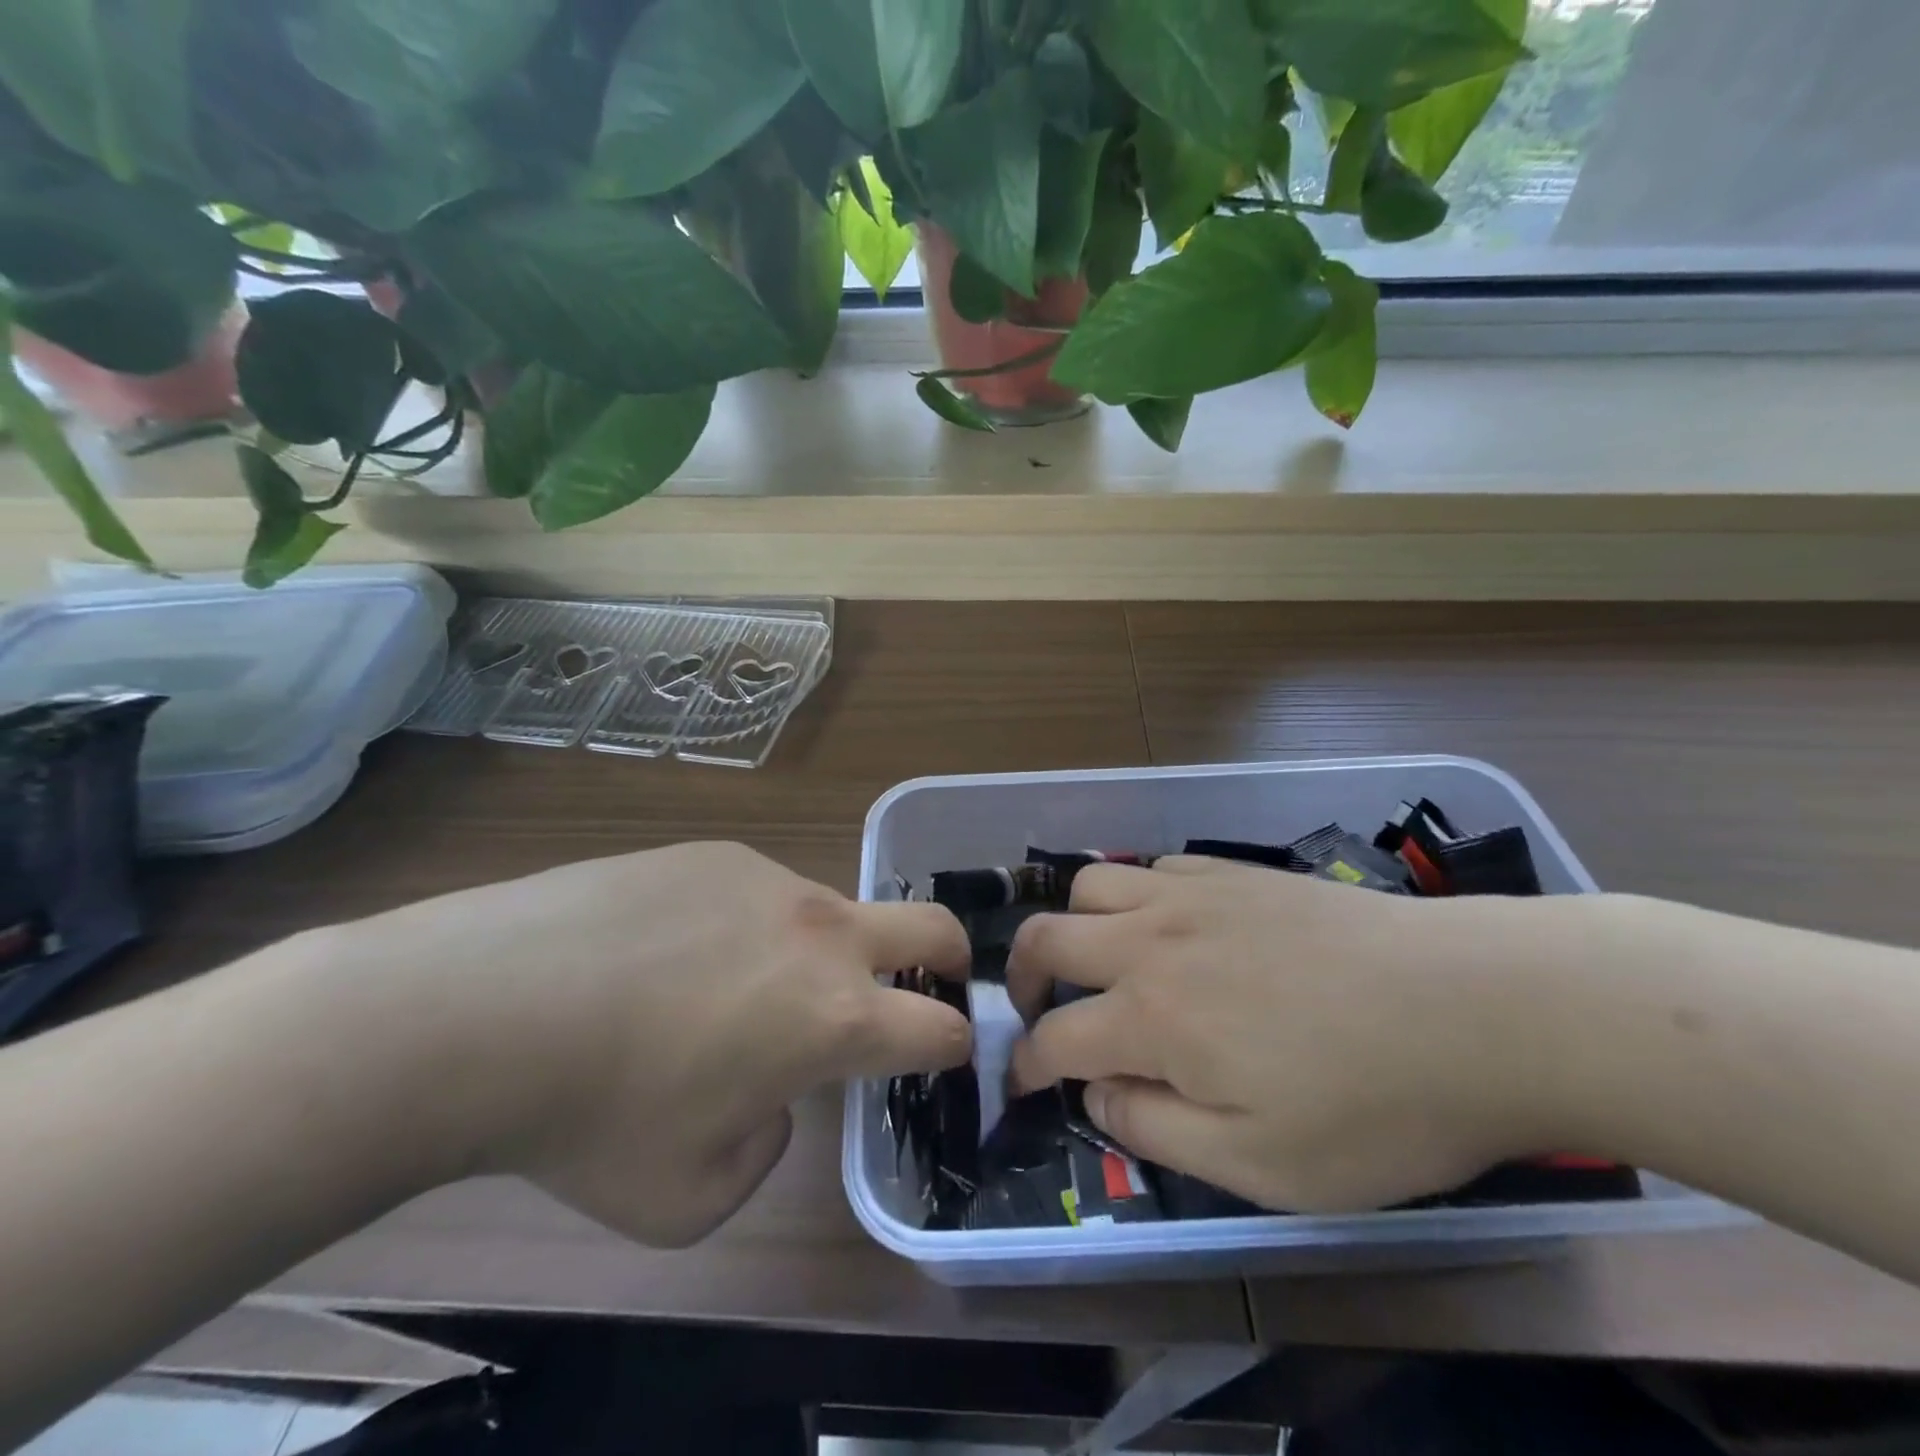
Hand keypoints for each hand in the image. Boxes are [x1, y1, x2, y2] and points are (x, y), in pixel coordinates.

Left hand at [355, 843, 971, 1246]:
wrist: (487, 1006)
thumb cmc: (596, 1119)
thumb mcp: (691, 1196)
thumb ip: (764, 1147)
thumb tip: (770, 1096)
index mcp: (834, 1018)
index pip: (940, 1027)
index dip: (954, 1044)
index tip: (943, 1052)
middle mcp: (821, 935)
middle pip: (932, 926)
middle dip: (951, 957)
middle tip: (933, 981)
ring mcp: (770, 882)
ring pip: (831, 913)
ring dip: (821, 952)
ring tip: (736, 988)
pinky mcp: (718, 854)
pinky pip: (760, 894)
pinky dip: (749, 927)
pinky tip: (673, 951)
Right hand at [1005, 857, 1566, 1213]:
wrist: (1476, 1006)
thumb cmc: (1373, 1105)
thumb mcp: (1263, 1165)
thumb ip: (1158, 1130)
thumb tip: (1097, 1096)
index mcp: (1151, 1016)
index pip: (1053, 1037)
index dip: (1025, 1066)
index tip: (1021, 1086)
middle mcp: (1151, 941)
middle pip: (1046, 938)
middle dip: (1021, 978)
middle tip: (1036, 1011)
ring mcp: (1192, 895)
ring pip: (1090, 884)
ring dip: (1074, 924)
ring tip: (1098, 959)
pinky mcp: (1235, 871)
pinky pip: (1154, 866)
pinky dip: (1135, 895)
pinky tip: (1169, 926)